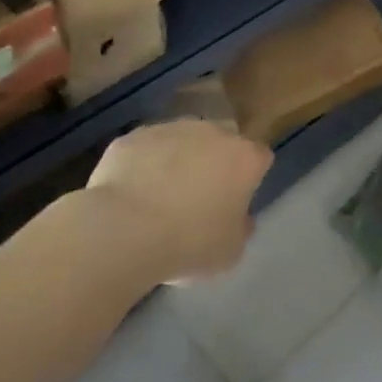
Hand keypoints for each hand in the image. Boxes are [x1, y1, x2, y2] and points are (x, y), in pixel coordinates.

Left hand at [86, 120, 271, 282]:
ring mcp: (170, 129)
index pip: (260, 158)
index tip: (236, 202)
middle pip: (222, 141)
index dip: (250, 178)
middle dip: (215, 161)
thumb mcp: (230, 252)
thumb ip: (241, 228)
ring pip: (182, 140)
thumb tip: (238, 218)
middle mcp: (212, 132)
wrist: (122, 230)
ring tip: (159, 197)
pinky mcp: (133, 136)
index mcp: (244, 158)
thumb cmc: (187, 243)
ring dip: (178, 160)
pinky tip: (131, 195)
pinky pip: (146, 149)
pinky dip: (143, 164)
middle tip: (199, 197)